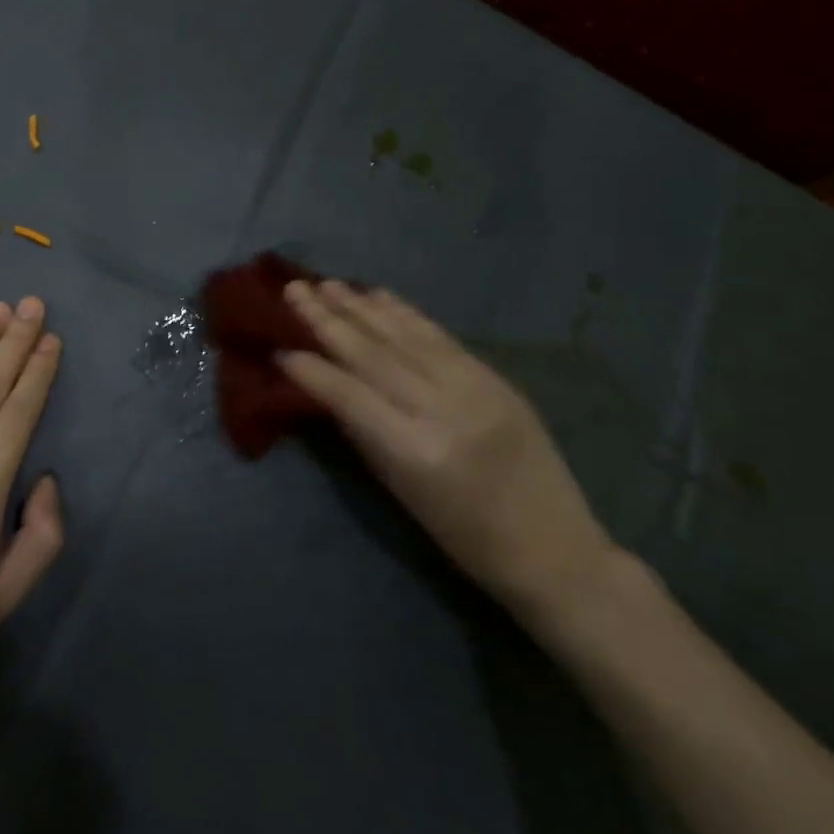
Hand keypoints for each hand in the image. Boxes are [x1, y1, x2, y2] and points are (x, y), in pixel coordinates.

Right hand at [279, 281, 616, 625]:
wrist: (554, 549)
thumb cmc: (463, 536)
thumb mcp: (400, 490)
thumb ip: (362, 432)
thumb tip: (325, 386)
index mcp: (414, 450)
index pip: (347, 394)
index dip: (310, 369)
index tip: (279, 348)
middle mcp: (442, 409)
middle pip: (372, 353)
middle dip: (327, 320)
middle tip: (293, 291)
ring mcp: (473, 387)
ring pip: (403, 336)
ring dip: (360, 307)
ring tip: (326, 284)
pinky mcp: (494, 377)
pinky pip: (438, 336)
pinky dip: (404, 313)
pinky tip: (377, 295)